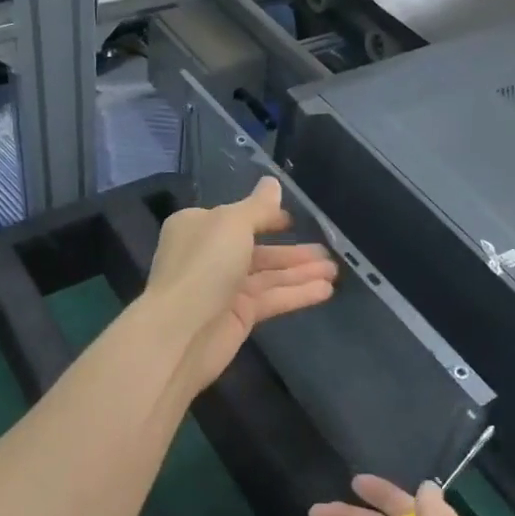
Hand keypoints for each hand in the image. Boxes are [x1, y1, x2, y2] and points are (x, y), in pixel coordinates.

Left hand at [146, 176, 337, 391]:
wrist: (180, 332)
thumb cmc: (203, 266)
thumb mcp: (232, 224)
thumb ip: (258, 207)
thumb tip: (272, 183)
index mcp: (198, 227)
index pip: (237, 218)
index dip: (266, 217)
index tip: (295, 220)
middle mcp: (209, 256)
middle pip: (257, 249)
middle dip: (291, 250)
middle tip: (328, 250)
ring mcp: (223, 288)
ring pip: (268, 276)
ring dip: (300, 272)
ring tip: (334, 271)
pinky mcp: (237, 317)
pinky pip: (272, 299)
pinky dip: (297, 294)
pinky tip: (325, 291)